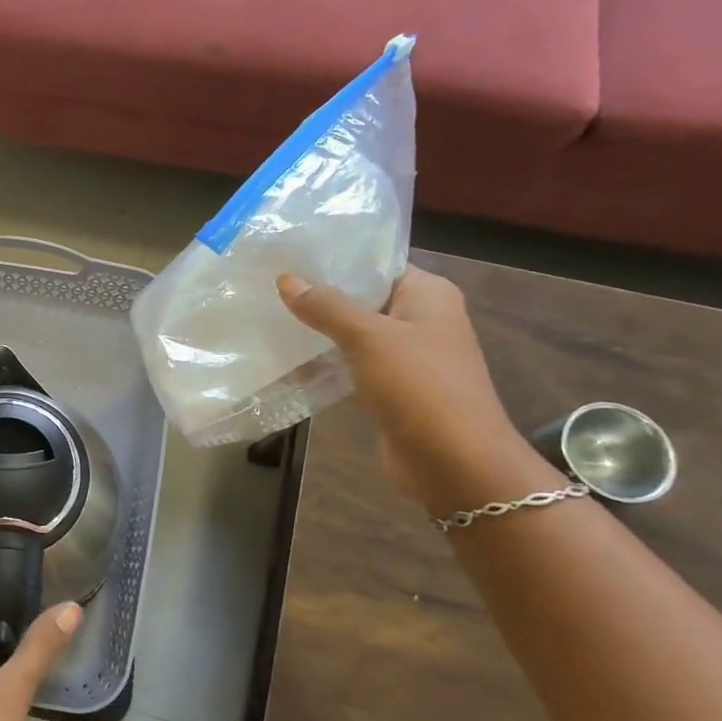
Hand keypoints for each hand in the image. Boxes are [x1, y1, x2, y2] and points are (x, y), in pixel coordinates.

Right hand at [277, 266, 560, 514]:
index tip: (288, 258)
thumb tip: (285, 279)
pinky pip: (350, 366)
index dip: (335, 261)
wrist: (454, 462)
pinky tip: (286, 362)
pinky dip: (324, 365)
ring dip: (317, 333)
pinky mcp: (390, 389)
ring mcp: (406, 357)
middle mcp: (420, 320)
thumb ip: (326, 306)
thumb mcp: (368, 337)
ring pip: (352, 335)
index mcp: (428, 295)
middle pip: (361, 299)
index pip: (376, 265)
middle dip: (317, 297)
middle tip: (267, 288)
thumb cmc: (419, 386)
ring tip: (268, 320)